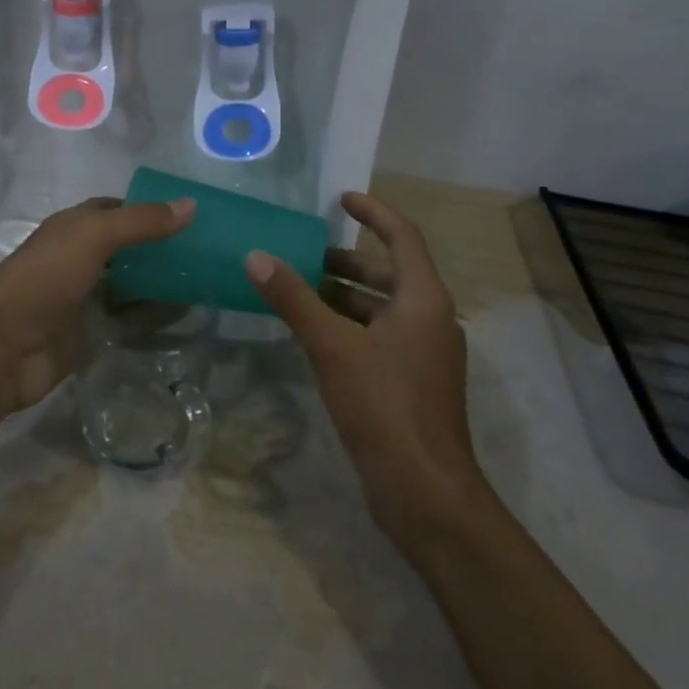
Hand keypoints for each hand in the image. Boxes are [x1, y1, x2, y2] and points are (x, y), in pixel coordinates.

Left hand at [0, 197, 194, 413]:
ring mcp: (81, 297)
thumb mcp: (94, 236)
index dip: (148, 208)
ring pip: (127, 283)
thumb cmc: (45, 278)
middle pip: (124, 247)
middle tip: (204, 249)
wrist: (3, 348)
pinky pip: (125, 319)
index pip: (115, 209)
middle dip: (158, 246)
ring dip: (156, 281)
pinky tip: (181, 315)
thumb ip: (141, 221)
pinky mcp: (87, 333)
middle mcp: (77, 258)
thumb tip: (191, 204)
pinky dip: (149, 316)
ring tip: (203, 279)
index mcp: (72, 227)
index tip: (189, 214)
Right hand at [244, 192, 486, 550]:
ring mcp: (425, 353)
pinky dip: (351, 325)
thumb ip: (294, 299)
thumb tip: (256, 256)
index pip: (403, 236)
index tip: (341, 199)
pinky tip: (317, 335)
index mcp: (423, 299)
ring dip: (345, 295)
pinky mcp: (414, 381)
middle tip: (304, 255)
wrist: (424, 490)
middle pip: (390, 273)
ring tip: (300, 291)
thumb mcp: (332, 346)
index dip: (373, 213)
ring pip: (383, 308)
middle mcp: (431, 318)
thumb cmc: (384, 405)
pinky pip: (381, 336)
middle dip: (348, 260)